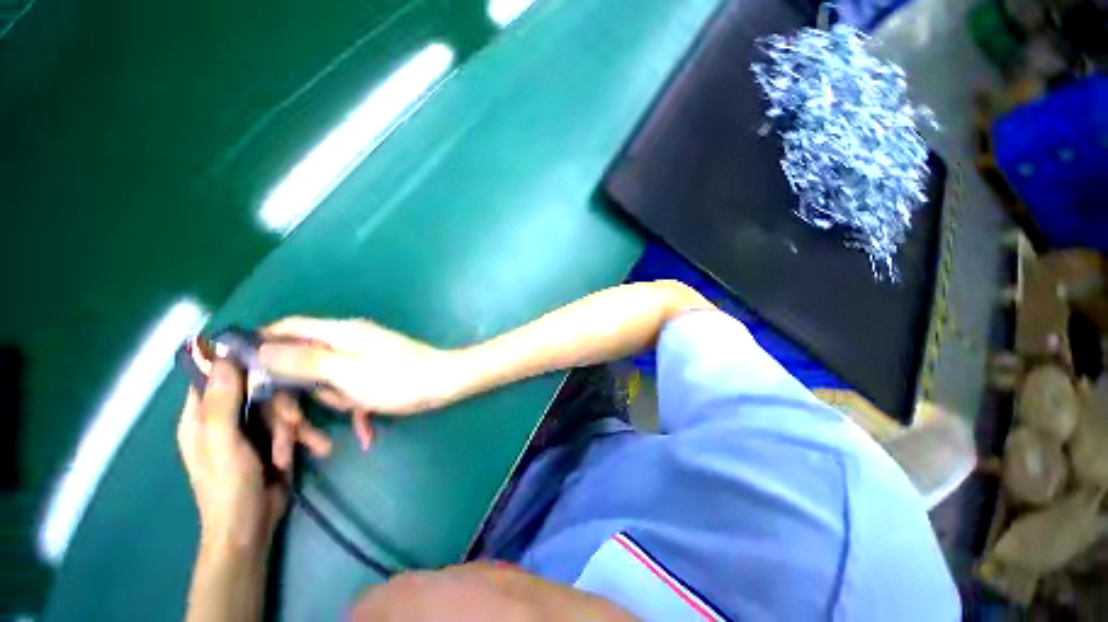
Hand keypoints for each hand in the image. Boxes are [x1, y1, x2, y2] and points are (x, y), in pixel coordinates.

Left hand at [176, 360, 287, 557]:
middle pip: (258, 389)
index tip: (273, 359)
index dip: (241, 363)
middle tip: (292, 422)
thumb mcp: (223, 444)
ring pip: (279, 407)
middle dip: (279, 407)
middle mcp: (225, 416)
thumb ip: (222, 403)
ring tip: (290, 450)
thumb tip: (224, 357)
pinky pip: (292, 424)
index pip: (217, 374)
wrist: (252, 525)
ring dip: (292, 427)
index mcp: (202, 415)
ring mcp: (251, 428)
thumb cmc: (228, 486)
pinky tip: (315, 448)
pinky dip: (302, 437)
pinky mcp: (273, 438)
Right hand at [258, 317, 462, 450]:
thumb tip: (262, 347)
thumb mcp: (346, 373)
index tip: (243, 373)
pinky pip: (349, 385)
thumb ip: (304, 360)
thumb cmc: (398, 379)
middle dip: (304, 388)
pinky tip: (367, 422)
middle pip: (304, 357)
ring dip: (335, 398)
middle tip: (309, 413)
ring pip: (326, 377)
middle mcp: (349, 337)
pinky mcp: (374, 368)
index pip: (289, 326)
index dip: (262, 343)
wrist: (445, 383)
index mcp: (340, 332)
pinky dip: (354, 403)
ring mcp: (363, 353)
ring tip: (358, 408)